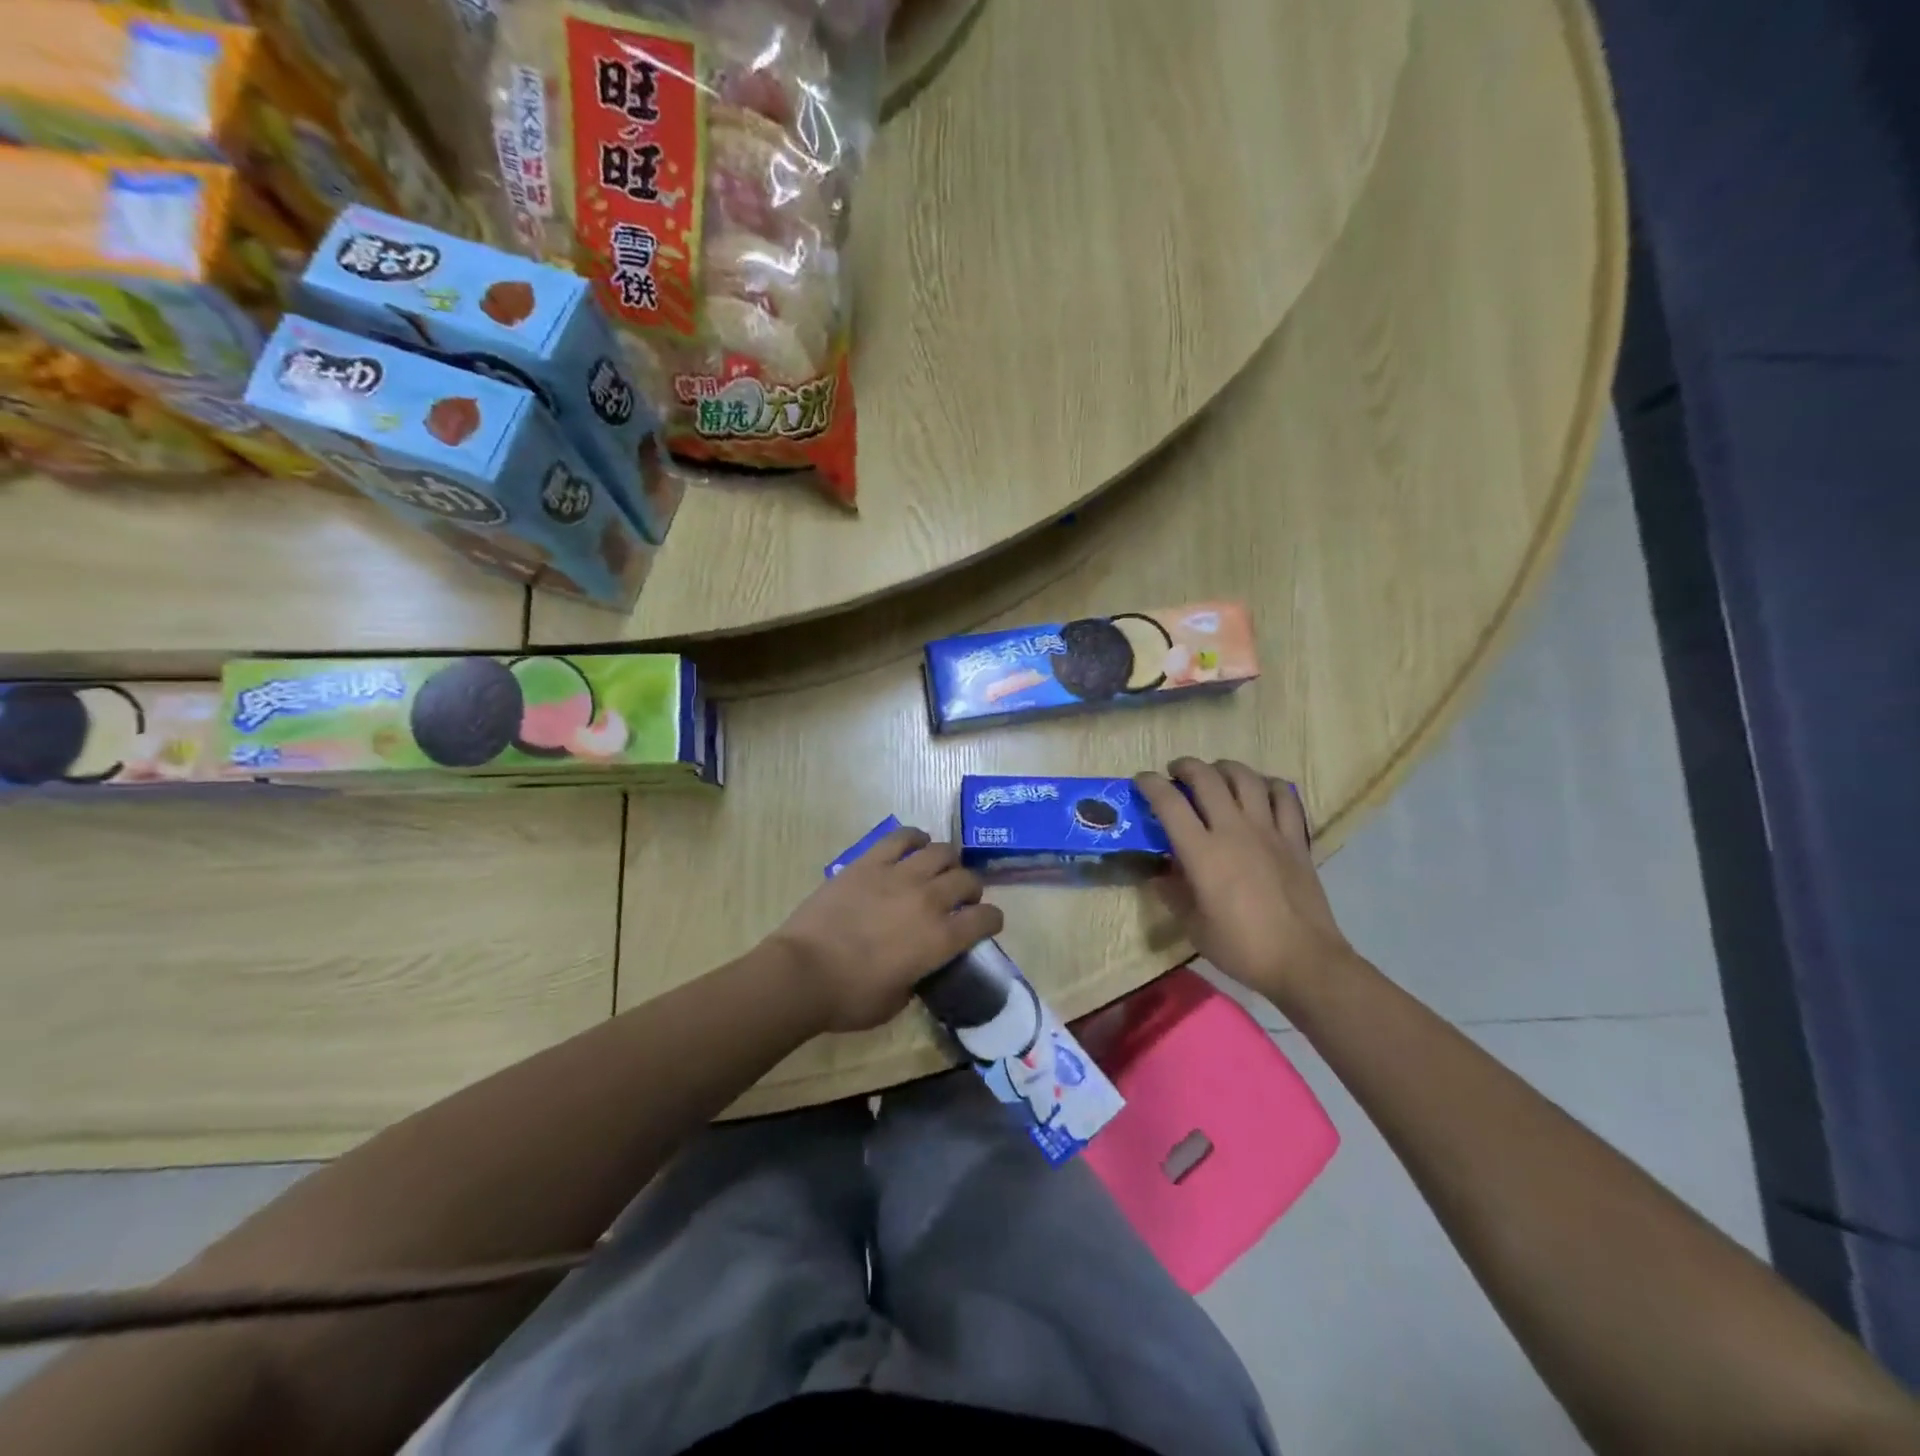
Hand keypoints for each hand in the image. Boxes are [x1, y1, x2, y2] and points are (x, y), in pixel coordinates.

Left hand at [772, 826, 1004, 1033]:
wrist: (803, 972)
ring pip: (941, 851)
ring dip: (948, 860)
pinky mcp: (870, 862)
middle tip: (962, 897)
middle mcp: (928, 900)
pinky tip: (915, 844)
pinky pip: (902, 837)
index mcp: (940, 939)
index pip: (985, 919)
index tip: (988, 922)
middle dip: (972, 888)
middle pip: (967, 879)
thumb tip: (920, 966)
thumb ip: (919, 978)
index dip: (992, 919)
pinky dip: (915, 838)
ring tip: (940, 869)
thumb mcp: (897, 1001)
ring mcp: (899, 876)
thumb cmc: (850, 997)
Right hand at [1135, 758, 1353, 1011]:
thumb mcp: (1194, 926)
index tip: (1141, 780)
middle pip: (1207, 779)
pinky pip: (1284, 797)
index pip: (1169, 803)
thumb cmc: (1242, 947)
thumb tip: (1159, 874)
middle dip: (1186, 767)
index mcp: (1203, 853)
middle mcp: (1234, 830)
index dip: (1150, 784)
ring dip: (1225, 768)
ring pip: (1246, 778)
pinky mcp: (1295, 839)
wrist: (1303, 960)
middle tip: (1176, 772)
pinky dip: (1268, 784)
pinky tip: (1260, 789)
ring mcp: (1268, 831)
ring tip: (1215, 774)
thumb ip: (1173, 894)